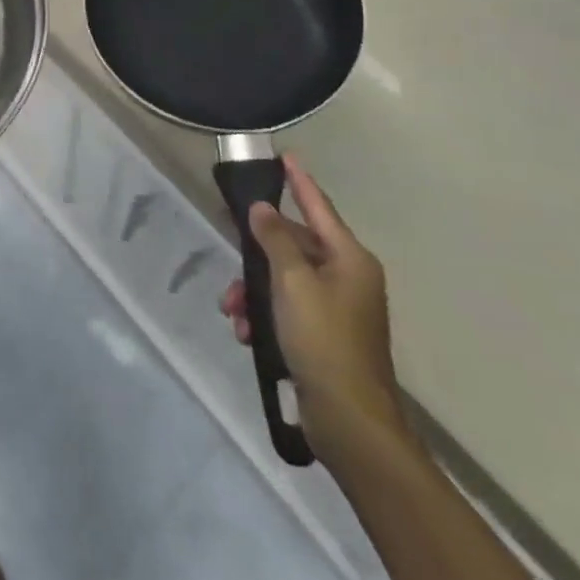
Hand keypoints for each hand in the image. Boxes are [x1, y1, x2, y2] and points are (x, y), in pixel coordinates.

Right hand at [219, 155, 411, 468]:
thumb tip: (263, 209)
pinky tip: (244, 332)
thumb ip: (275, 240)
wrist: (350, 423)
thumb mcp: (292, 283)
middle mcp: (348, 278)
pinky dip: (264, 315)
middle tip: (230, 242)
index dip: (300, 182)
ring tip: (232, 309)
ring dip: (254, 289)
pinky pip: (287, 309)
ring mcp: (338, 310)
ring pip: (285, 280)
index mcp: (350, 260)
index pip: (319, 207)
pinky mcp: (324, 337)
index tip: (285, 157)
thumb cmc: (323, 341)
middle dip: (258, 252)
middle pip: (295, 246)